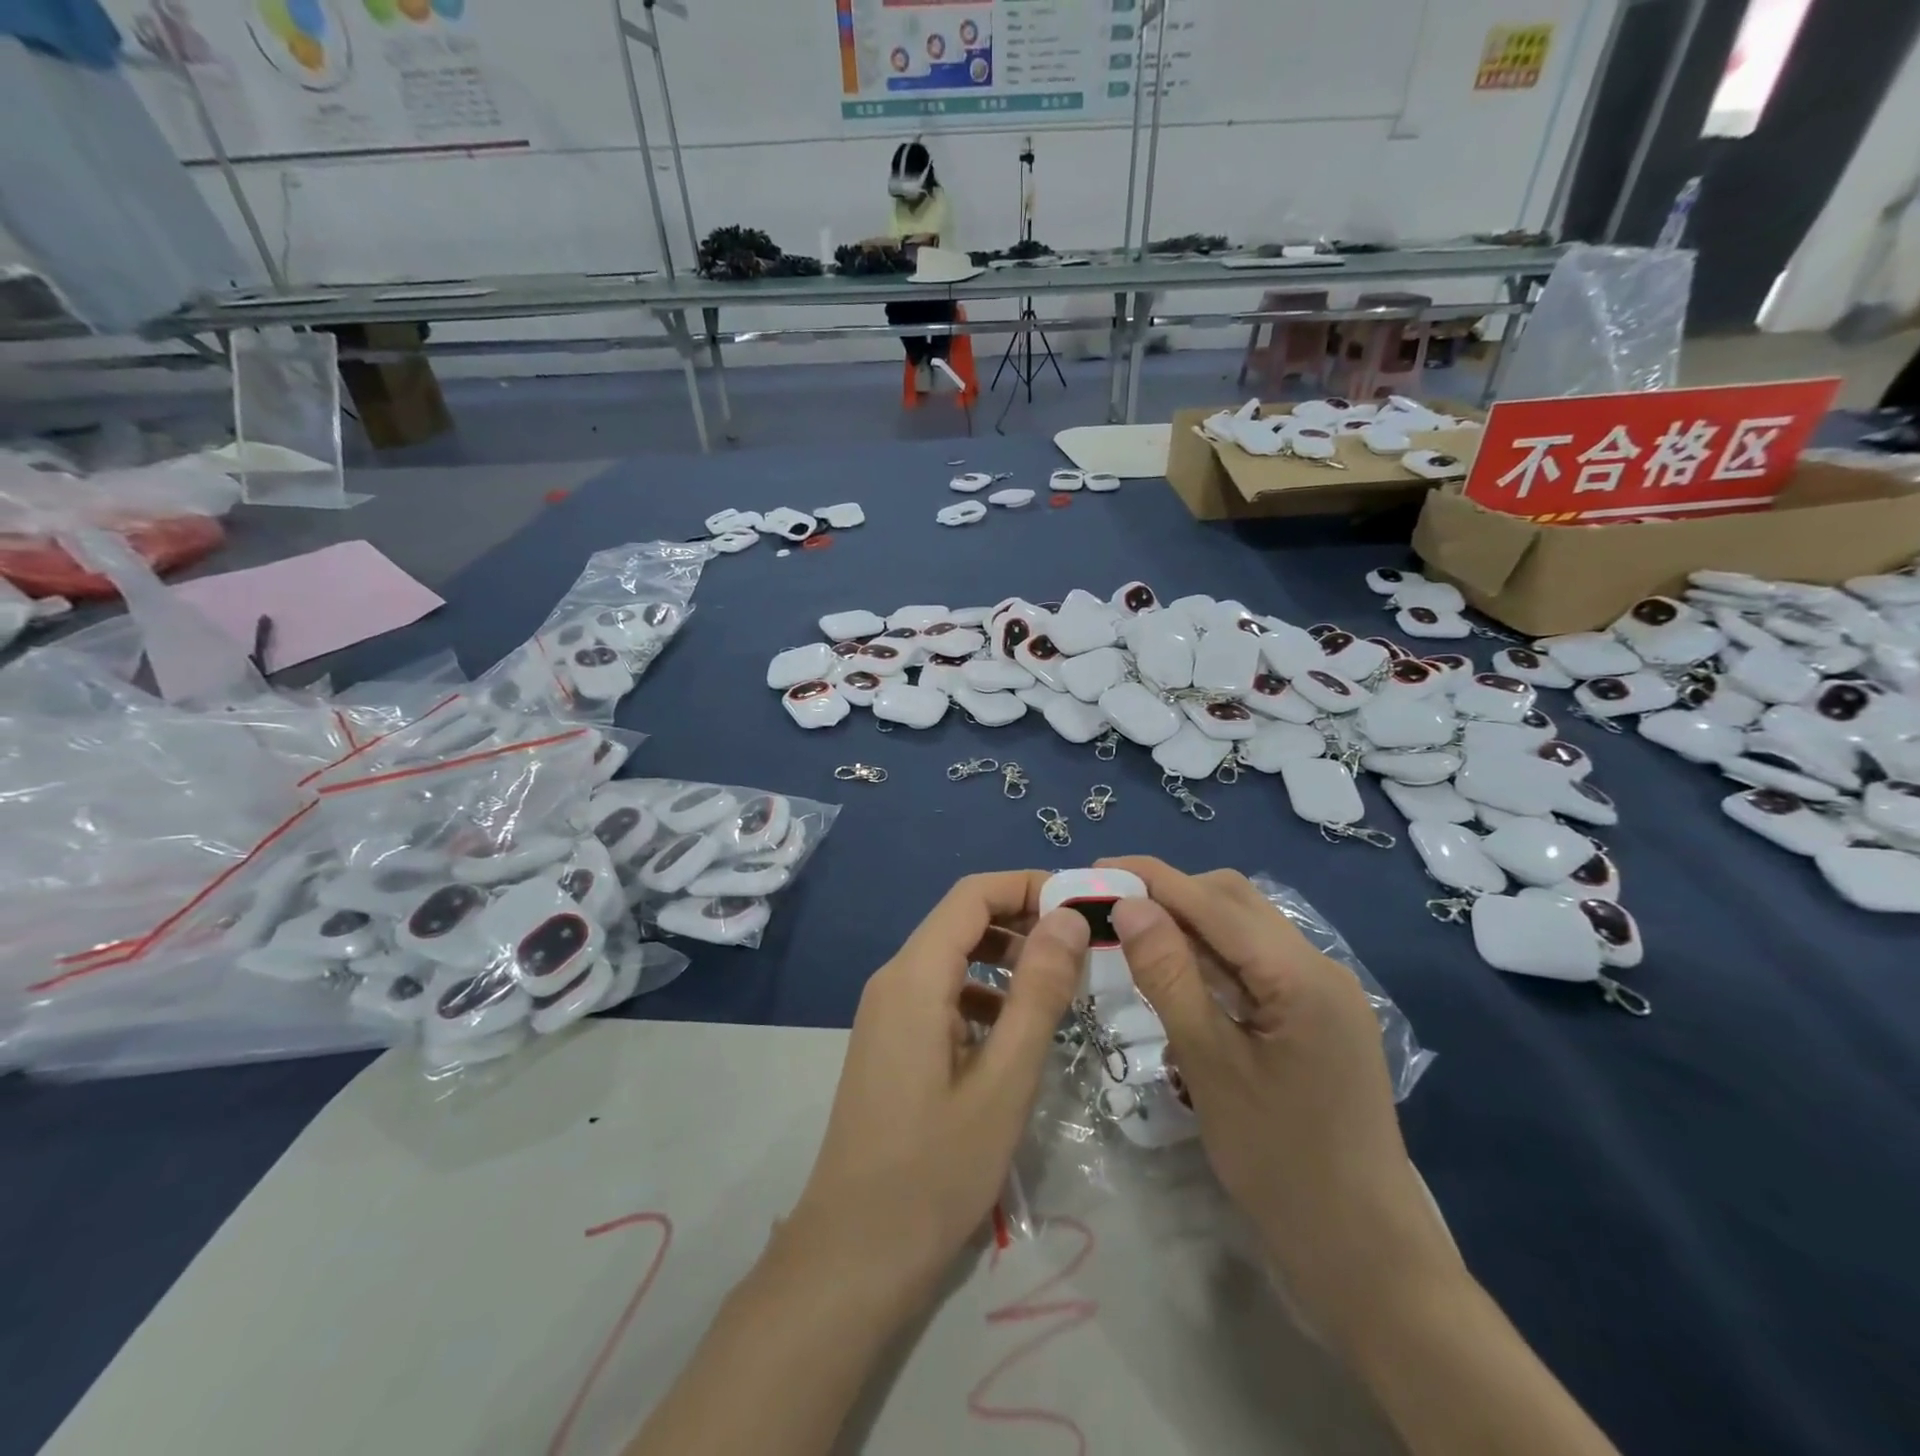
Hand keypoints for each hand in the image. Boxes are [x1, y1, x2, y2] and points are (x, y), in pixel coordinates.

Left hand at [786, 872, 1087, 1303]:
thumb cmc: (935, 1169)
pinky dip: (983, 994)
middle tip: (1082, 946)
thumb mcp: (1005, 1079)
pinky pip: (942, 994)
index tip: (1083, 904)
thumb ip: (1038, 992)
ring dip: (1005, 958)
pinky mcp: (891, 1041)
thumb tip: (1067, 919)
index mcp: (915, 976)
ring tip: (1061, 985)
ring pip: (952, 957)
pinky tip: (1016, 1031)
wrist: (854, 1254)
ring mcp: (887, 1011)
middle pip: (961, 920)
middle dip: (1022, 920)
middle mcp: (894, 979)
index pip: (973, 895)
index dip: (1028, 886)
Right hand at [1098, 858, 1458, 1343]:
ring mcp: (1323, 993)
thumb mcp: (1211, 1066)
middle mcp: (1320, 967)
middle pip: (1235, 902)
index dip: (1152, 878)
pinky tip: (1177, 971)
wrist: (1366, 1257)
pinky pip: (1257, 965)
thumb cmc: (1282, 1164)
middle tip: (1110, 908)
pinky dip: (1212, 957)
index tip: (1096, 870)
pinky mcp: (1317, 1017)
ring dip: (1190, 923)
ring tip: (1133, 933)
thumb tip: (1130, 905)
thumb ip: (1170, 977)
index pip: (1214, 902)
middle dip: (1171, 893)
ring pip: (1246, 930)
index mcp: (1301, 975)